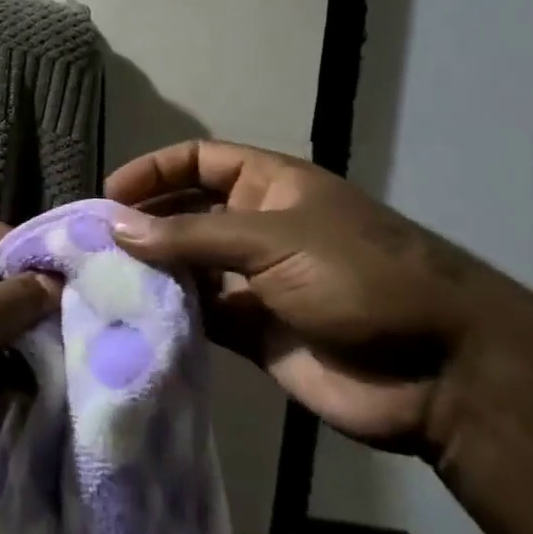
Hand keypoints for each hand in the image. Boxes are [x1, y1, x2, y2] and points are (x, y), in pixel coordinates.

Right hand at [106, 140, 512, 454]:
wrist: (438, 372)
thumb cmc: (359, 278)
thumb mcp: (273, 240)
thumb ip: (190, 234)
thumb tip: (116, 227)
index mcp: (270, 186)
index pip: (199, 161)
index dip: (154, 170)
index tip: (109, 194)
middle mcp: (258, 227)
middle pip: (186, 213)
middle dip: (144, 223)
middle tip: (94, 242)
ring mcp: (256, 281)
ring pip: (188, 266)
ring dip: (152, 270)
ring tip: (101, 279)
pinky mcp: (254, 332)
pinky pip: (201, 316)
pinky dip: (170, 315)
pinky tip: (135, 319)